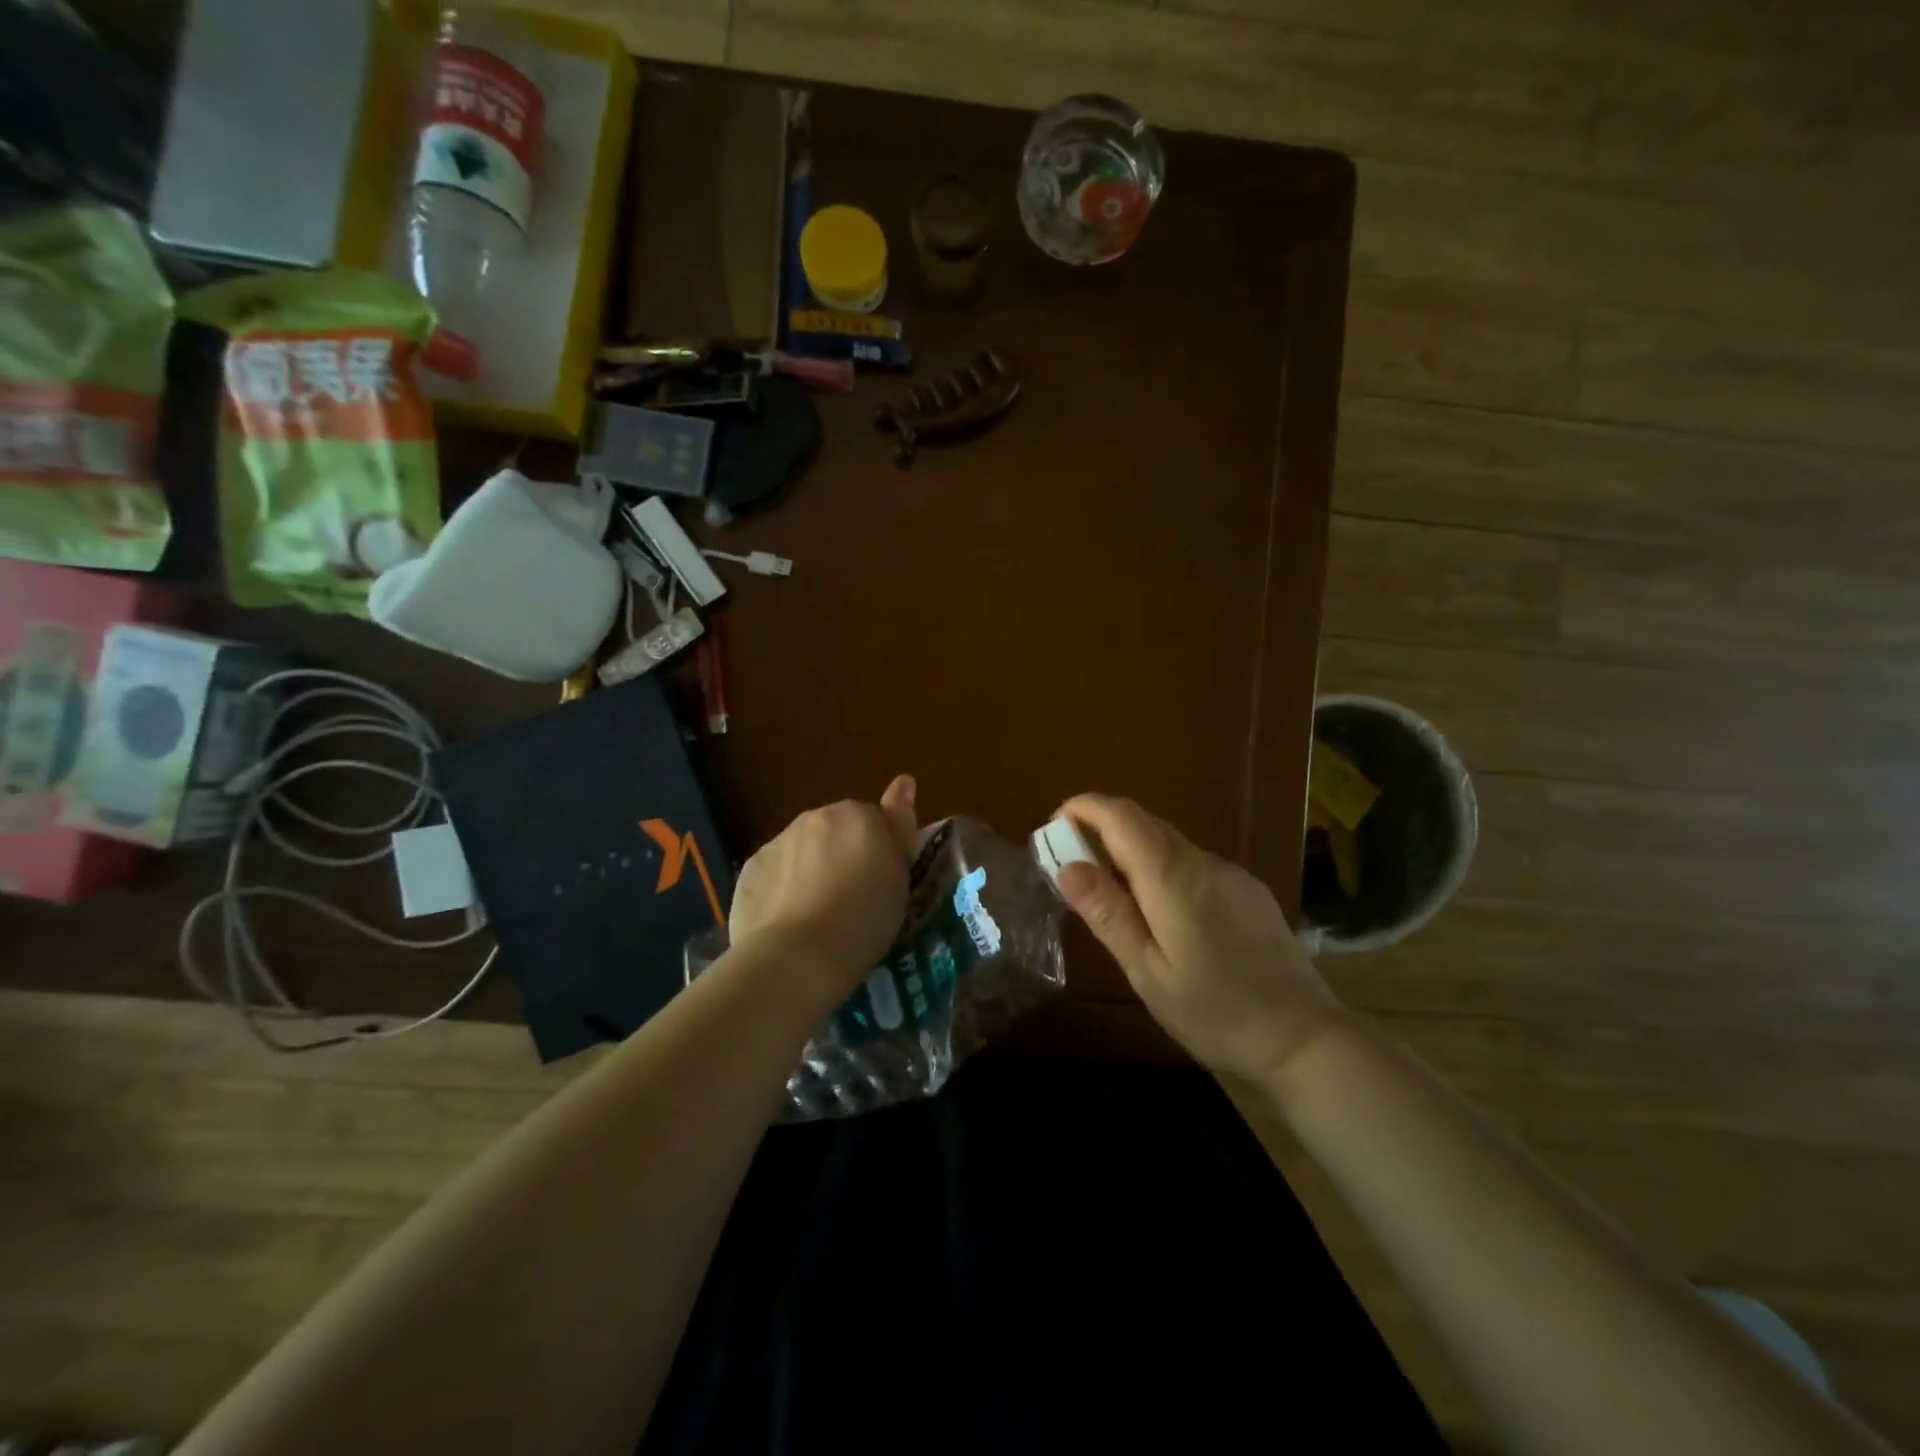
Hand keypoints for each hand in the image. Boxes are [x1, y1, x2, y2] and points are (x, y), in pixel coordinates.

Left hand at [728, 775, 918, 994]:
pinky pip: (773, 874)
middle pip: (834, 831)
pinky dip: (781, 890)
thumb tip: (904, 781)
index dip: (878, 850)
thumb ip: (898, 825)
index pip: (874, 819)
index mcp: (857, 815)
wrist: (798, 955)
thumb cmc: (865, 918)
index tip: (879, 881)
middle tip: (851, 901)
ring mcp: (777, 842)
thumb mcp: (900, 876)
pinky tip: (788, 923)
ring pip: (801, 852)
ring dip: (810, 871)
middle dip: (841, 856)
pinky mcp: (749, 870)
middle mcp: (815, 818)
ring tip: (818, 918)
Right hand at [1054, 793, 1344, 1083]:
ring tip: (1111, 895)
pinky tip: (1163, 913)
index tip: (1054, 825)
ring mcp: (1231, 874)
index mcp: (1172, 878)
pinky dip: (1161, 868)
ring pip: (1169, 843)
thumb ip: (1108, 914)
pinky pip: (1193, 863)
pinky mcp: (1249, 891)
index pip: (1122, 817)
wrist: (1306, 1039)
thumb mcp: (1148, 972)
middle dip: (1101, 829)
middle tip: (1071, 865)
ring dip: (1131, 851)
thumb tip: (1067, 866)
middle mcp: (1202, 862)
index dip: (1084, 808)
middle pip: (1144, 824)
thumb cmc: (1216, 1013)